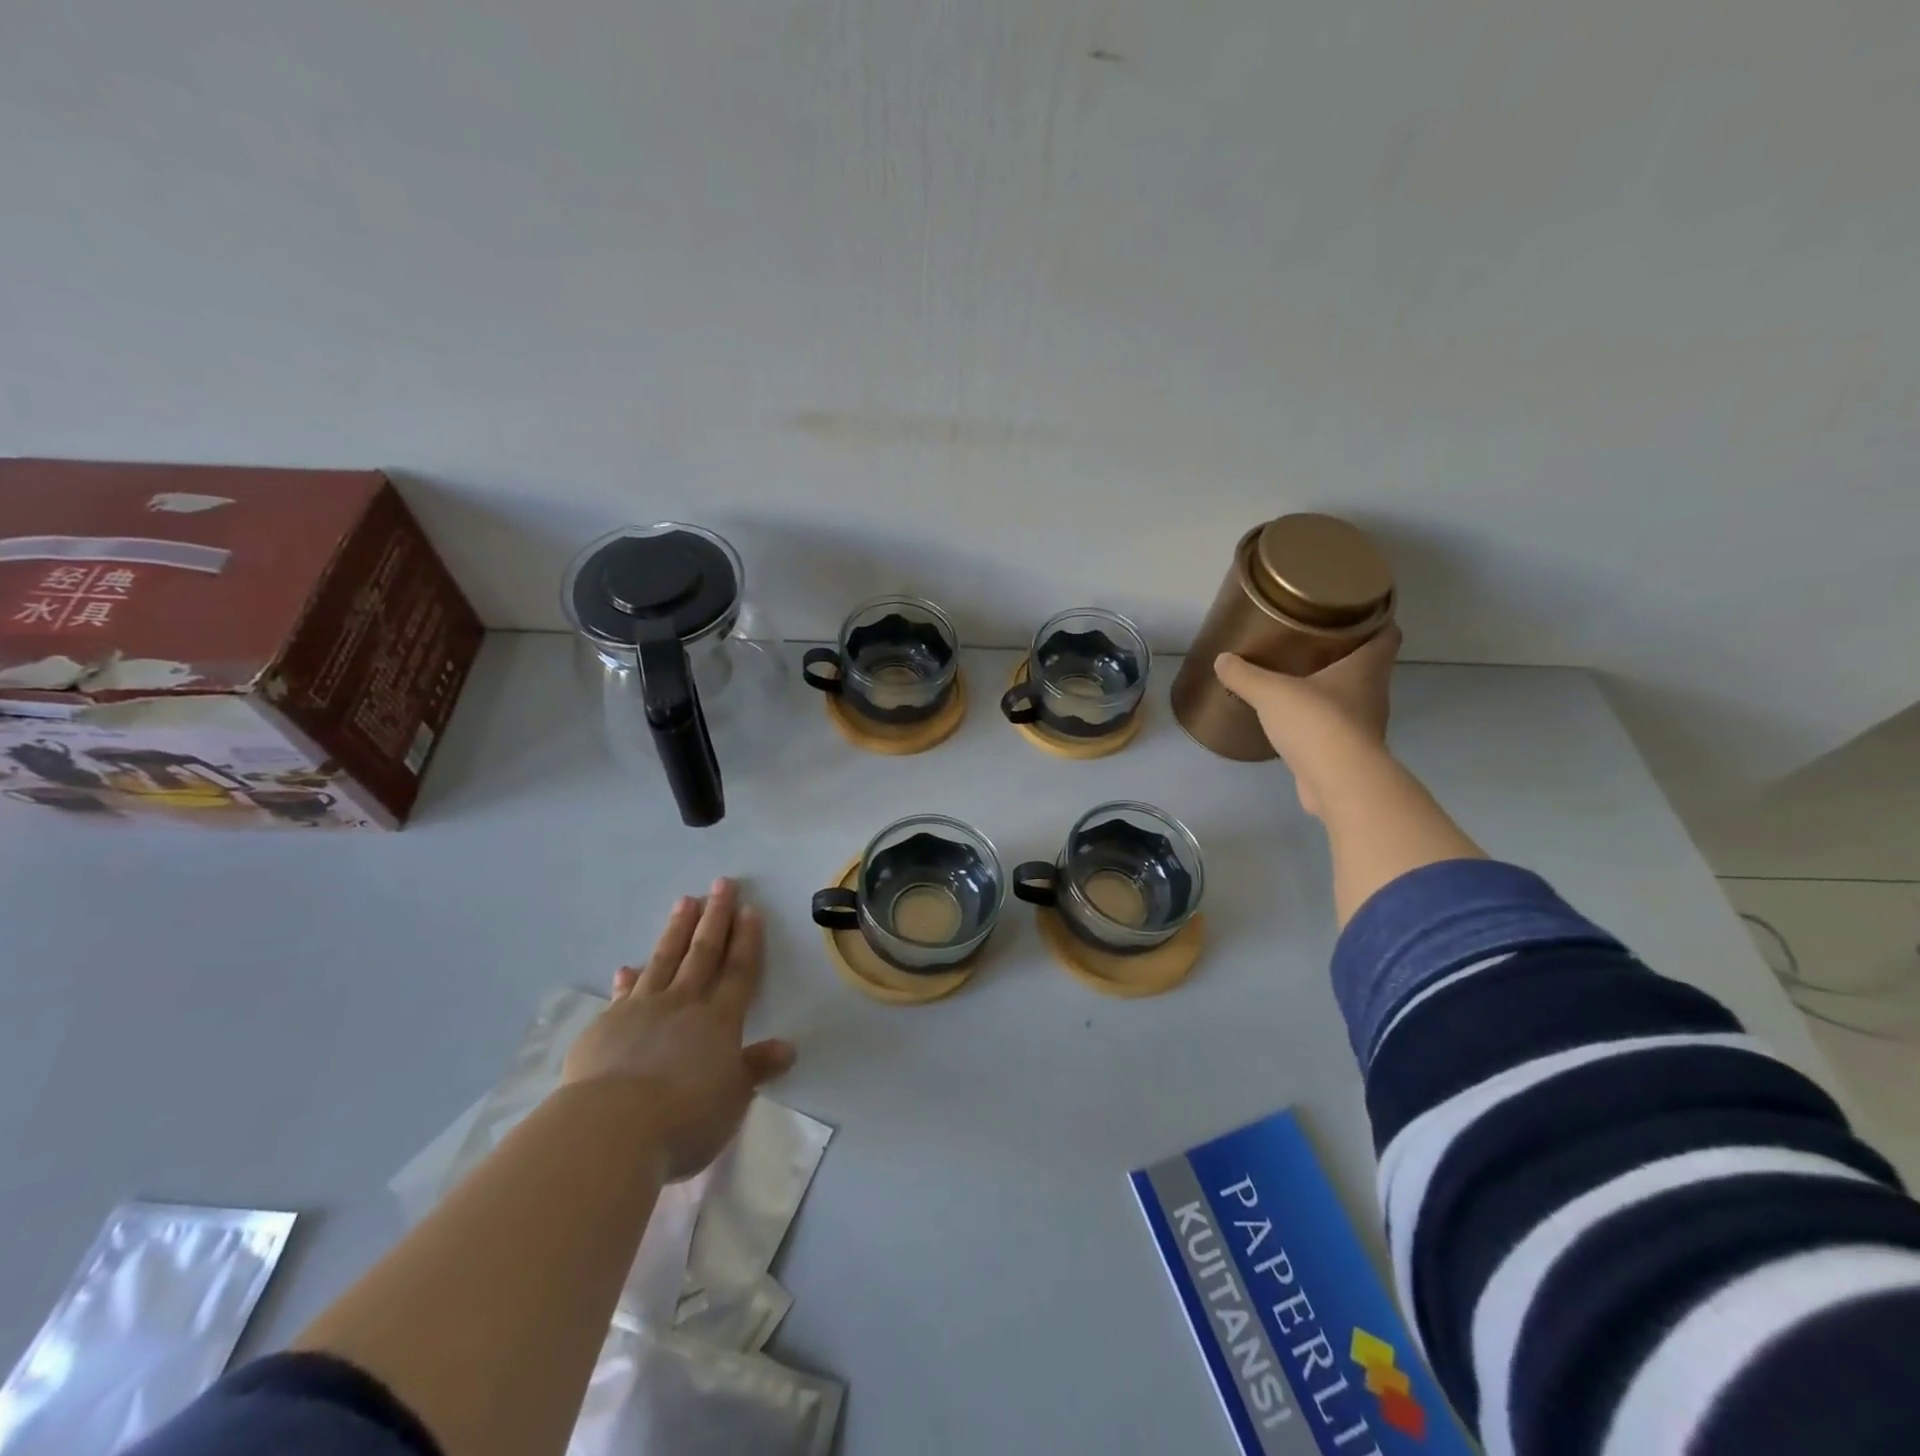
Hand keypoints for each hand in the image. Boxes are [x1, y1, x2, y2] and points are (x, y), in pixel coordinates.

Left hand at [561, 879, 795, 1181]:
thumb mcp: (732, 1099)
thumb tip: (788, 1048)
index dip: (746, 940)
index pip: (739, 971)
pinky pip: (624, 993)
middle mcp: (683, 1004)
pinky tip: (627, 967)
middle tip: (721, 883)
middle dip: (715, 917)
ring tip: (685, 901)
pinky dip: (629, 978)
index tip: (750, 909)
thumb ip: (755, 1069)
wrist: (610, 1128)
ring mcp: (641, 1010)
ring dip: (677, 929)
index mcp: (719, 1020)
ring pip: (664, 959)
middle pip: (703, 952)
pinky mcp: (606, 1026)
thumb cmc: (684, 1117)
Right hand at [1214, 625, 1401, 816]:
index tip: (1351, 612)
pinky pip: (1334, 728)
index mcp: (1367, 668)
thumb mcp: (1271, 692)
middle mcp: (1373, 694)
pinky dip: (1319, 721)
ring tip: (1297, 679)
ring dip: (1330, 689)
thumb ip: (1246, 674)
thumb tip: (1222, 660)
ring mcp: (1364, 726)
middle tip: (1312, 642)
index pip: (1387, 634)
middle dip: (1344, 654)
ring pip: (1351, 698)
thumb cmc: (1316, 722)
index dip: (1375, 619)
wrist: (1338, 782)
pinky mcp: (1349, 753)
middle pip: (1367, 666)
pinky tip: (1294, 721)